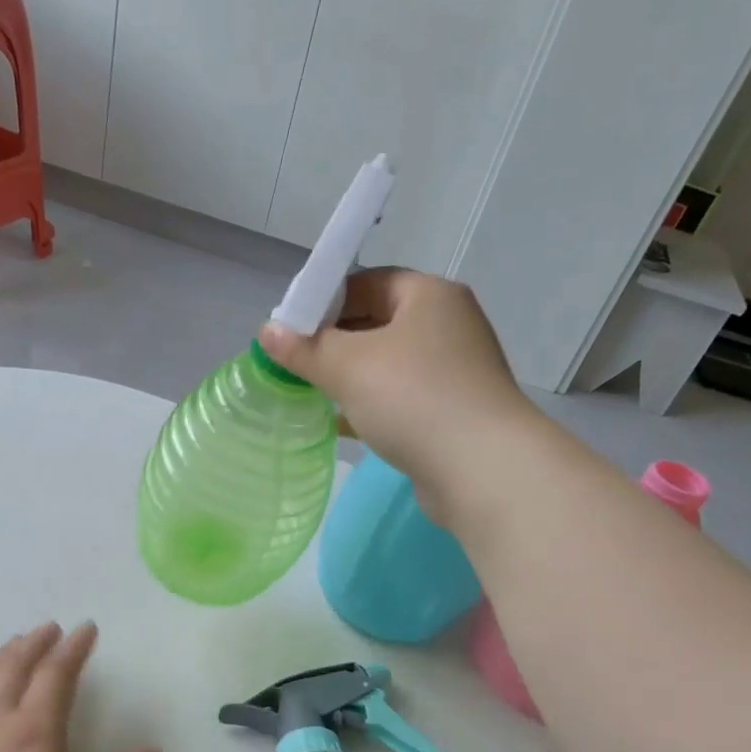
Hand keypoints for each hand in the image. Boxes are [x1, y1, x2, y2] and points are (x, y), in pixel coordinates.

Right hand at [259, 268, 531, 523]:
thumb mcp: (348, 367)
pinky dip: (371, 404)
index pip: (366, 282)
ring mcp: (454, 370)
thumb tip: (267, 332)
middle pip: (377, 322)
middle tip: (294, 364)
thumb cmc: (413, 399)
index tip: (289, 330)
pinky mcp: (453, 410)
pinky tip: (340, 422)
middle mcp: (447, 324)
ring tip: (310, 393)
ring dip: (349, 377)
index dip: (323, 302)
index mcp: (429, 296)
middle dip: (333, 343)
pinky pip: (401, 397)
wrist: (483, 469)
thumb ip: (305, 348)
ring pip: (388, 363)